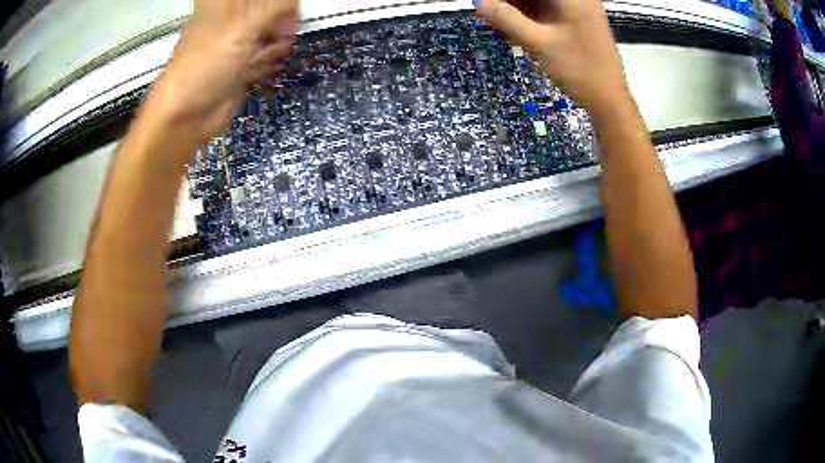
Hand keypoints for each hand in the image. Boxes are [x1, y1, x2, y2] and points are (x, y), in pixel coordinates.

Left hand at [148, 0, 299, 143]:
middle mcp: (232, 20)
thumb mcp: (243, 27)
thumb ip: (275, 7)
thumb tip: (295, 3)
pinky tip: (252, 70)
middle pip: (271, 10)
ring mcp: (239, 43)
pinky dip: (266, 62)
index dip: (277, 3)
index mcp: (224, 5)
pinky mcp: (245, 64)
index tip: (285, 10)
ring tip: (255, 57)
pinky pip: (269, 55)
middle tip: (273, 32)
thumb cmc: (203, 66)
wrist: (188, 117)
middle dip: (277, 22)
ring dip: (272, 45)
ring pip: (274, 32)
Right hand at [476, 0, 629, 115]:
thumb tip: (480, 2)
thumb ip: (507, 19)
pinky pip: (545, 10)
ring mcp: (577, 9)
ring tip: (498, 22)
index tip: (488, 5)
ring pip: (539, 1)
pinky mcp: (575, 20)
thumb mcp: (539, 44)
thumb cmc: (580, 71)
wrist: (609, 100)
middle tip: (489, 12)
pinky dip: (528, 17)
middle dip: (511, 3)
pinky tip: (512, 27)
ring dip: (517, 9)